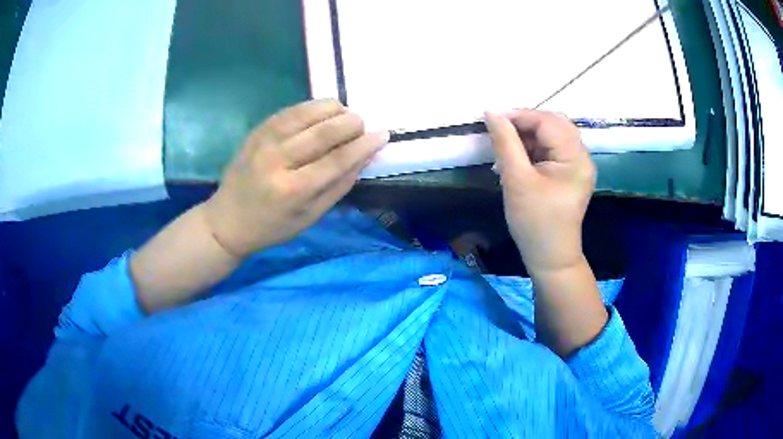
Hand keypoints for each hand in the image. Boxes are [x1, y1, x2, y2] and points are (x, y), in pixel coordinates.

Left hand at [202, 99, 388, 257]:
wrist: (228, 220)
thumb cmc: (272, 227)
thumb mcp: (310, 217)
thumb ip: (339, 186)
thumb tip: (365, 156)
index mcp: (293, 190)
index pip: (337, 159)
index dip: (364, 145)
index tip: (383, 134)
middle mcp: (278, 160)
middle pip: (324, 131)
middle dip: (351, 123)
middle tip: (361, 126)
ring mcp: (264, 141)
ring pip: (307, 112)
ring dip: (333, 109)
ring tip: (344, 117)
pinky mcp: (257, 130)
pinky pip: (291, 110)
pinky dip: (312, 107)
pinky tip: (323, 113)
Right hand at [485, 110, 594, 273]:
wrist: (550, 257)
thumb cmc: (534, 222)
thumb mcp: (516, 180)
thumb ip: (505, 143)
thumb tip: (491, 112)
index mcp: (575, 158)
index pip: (547, 121)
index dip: (519, 116)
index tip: (491, 120)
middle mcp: (582, 156)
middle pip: (553, 123)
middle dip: (524, 124)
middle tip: (499, 133)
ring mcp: (577, 165)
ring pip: (551, 135)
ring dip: (527, 137)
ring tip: (505, 151)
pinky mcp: (569, 173)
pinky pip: (551, 149)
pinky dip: (532, 149)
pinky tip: (516, 160)